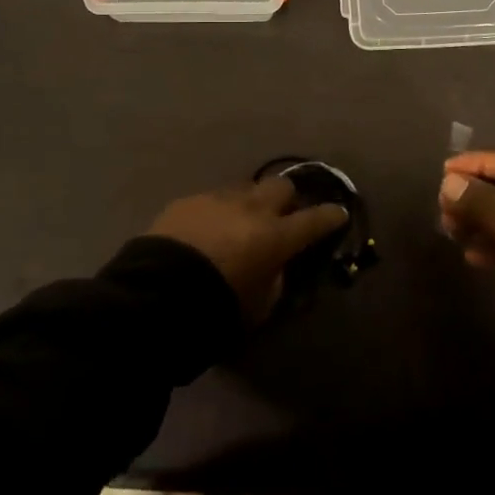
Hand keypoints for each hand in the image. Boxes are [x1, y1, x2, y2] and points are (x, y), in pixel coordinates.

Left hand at [149, 176, 349, 322]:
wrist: (155, 294)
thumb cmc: (215, 307)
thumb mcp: (259, 306)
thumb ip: (275, 280)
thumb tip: (277, 266)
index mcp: (275, 236)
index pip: (315, 219)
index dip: (330, 216)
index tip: (339, 214)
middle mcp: (251, 208)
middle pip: (282, 187)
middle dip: (288, 199)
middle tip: (283, 216)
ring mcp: (218, 199)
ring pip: (246, 189)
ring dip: (250, 203)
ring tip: (241, 222)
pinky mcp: (188, 200)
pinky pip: (213, 199)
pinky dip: (219, 212)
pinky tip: (207, 229)